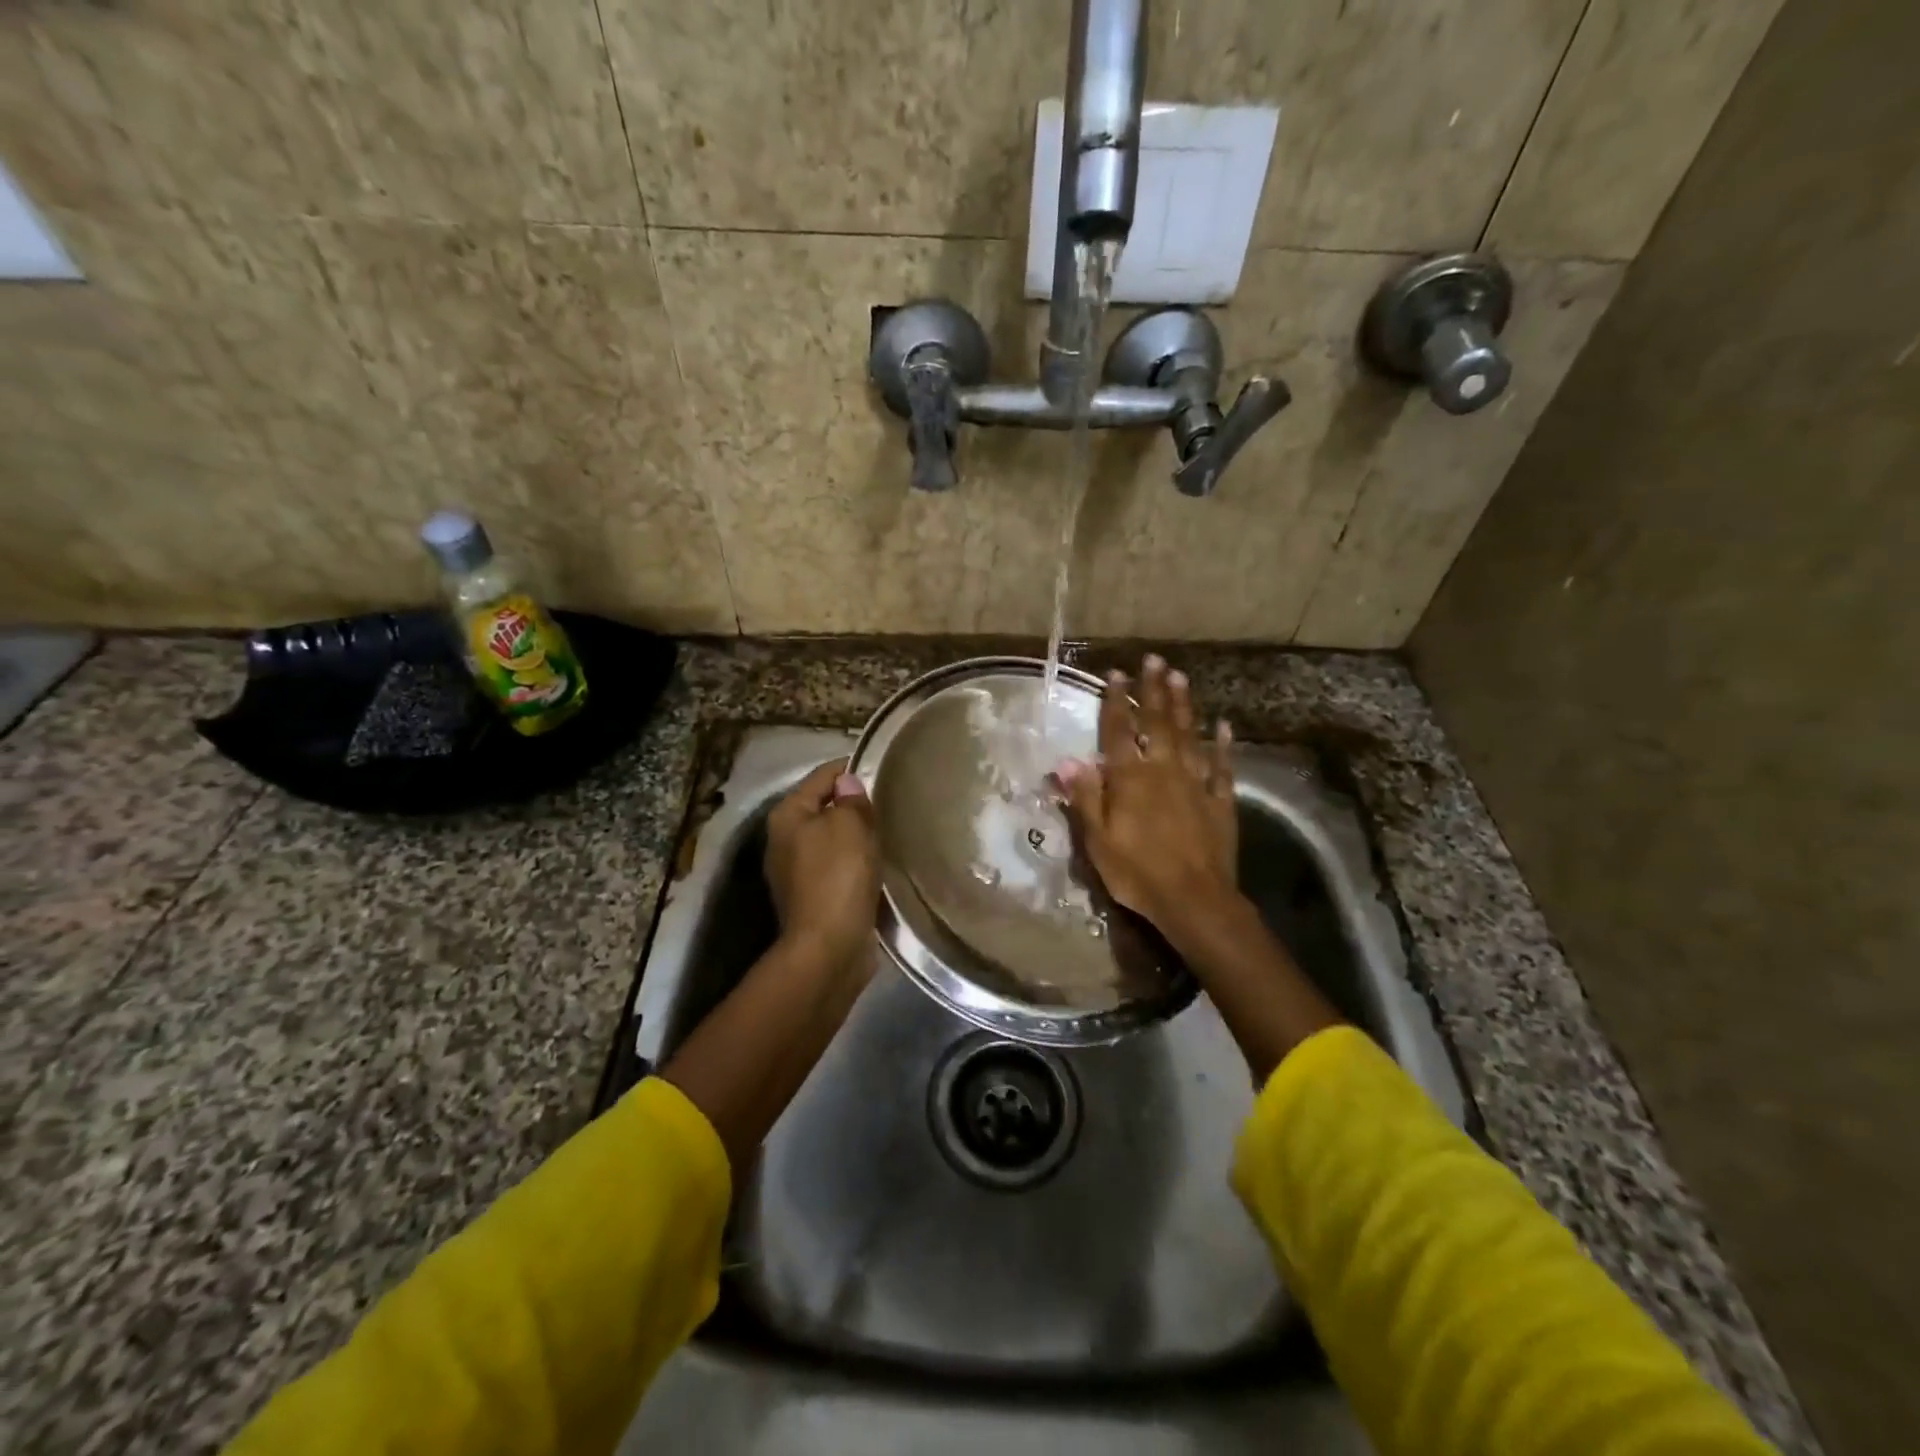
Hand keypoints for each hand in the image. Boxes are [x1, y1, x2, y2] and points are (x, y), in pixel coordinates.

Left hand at [763, 759, 881, 970]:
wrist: (829, 949)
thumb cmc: (837, 877)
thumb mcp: (849, 826)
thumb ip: (850, 799)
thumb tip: (848, 783)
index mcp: (787, 815)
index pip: (822, 776)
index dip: (852, 768)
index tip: (884, 768)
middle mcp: (784, 840)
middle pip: (825, 807)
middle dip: (855, 804)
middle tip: (891, 802)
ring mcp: (796, 872)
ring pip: (833, 839)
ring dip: (857, 836)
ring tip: (889, 831)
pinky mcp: (813, 898)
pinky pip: (839, 867)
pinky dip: (857, 863)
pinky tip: (879, 864)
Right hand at [1057, 655, 1236, 946]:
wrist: (1195, 901)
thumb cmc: (1137, 873)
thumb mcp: (1098, 840)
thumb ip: (1085, 797)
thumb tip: (1067, 760)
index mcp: (1130, 780)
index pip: (1119, 732)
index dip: (1116, 702)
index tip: (1116, 674)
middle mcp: (1163, 771)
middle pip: (1157, 723)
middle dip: (1154, 690)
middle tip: (1154, 659)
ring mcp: (1196, 784)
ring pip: (1189, 736)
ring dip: (1184, 705)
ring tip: (1180, 677)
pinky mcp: (1220, 801)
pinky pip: (1222, 767)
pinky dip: (1222, 745)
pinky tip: (1223, 726)